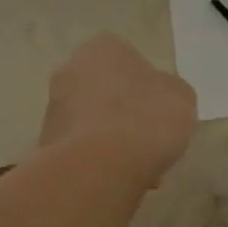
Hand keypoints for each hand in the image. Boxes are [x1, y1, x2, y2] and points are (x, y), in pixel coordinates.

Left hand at [38, 35, 197, 183]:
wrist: (99, 167)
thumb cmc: (145, 118)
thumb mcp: (181, 97)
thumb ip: (169, 91)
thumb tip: (159, 97)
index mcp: (101, 47)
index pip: (126, 58)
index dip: (146, 86)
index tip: (160, 111)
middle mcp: (69, 70)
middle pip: (105, 91)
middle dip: (124, 113)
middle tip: (148, 139)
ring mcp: (53, 108)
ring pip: (92, 122)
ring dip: (110, 140)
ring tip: (136, 168)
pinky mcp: (46, 144)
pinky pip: (81, 149)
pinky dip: (97, 161)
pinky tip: (117, 179)